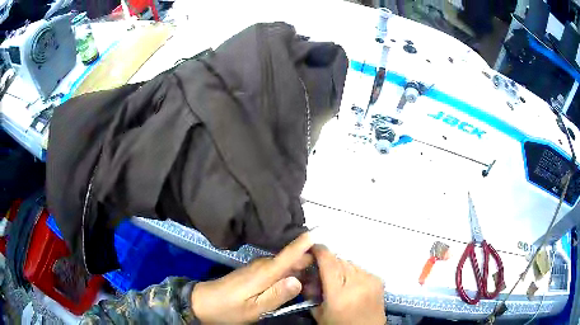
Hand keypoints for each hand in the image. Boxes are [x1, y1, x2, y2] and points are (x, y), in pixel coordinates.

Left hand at [191, 233, 313, 323]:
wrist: (203, 303)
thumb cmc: (229, 309)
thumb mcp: (254, 309)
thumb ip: (276, 295)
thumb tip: (298, 280)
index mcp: (264, 273)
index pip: (288, 255)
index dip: (303, 244)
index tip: (319, 231)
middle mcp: (262, 265)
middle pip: (291, 259)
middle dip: (310, 261)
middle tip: (327, 272)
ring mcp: (257, 268)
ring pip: (285, 264)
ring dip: (301, 268)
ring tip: (318, 277)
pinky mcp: (254, 272)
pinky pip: (277, 269)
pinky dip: (290, 272)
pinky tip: (297, 280)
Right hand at [311, 245, 385, 324]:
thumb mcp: (319, 313)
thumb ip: (312, 293)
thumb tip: (309, 276)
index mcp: (339, 292)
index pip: (328, 261)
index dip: (318, 251)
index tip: (311, 248)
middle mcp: (357, 281)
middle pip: (339, 260)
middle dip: (328, 264)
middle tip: (321, 274)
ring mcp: (370, 279)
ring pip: (350, 263)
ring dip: (341, 268)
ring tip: (338, 282)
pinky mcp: (378, 280)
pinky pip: (361, 269)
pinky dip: (353, 273)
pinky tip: (351, 285)